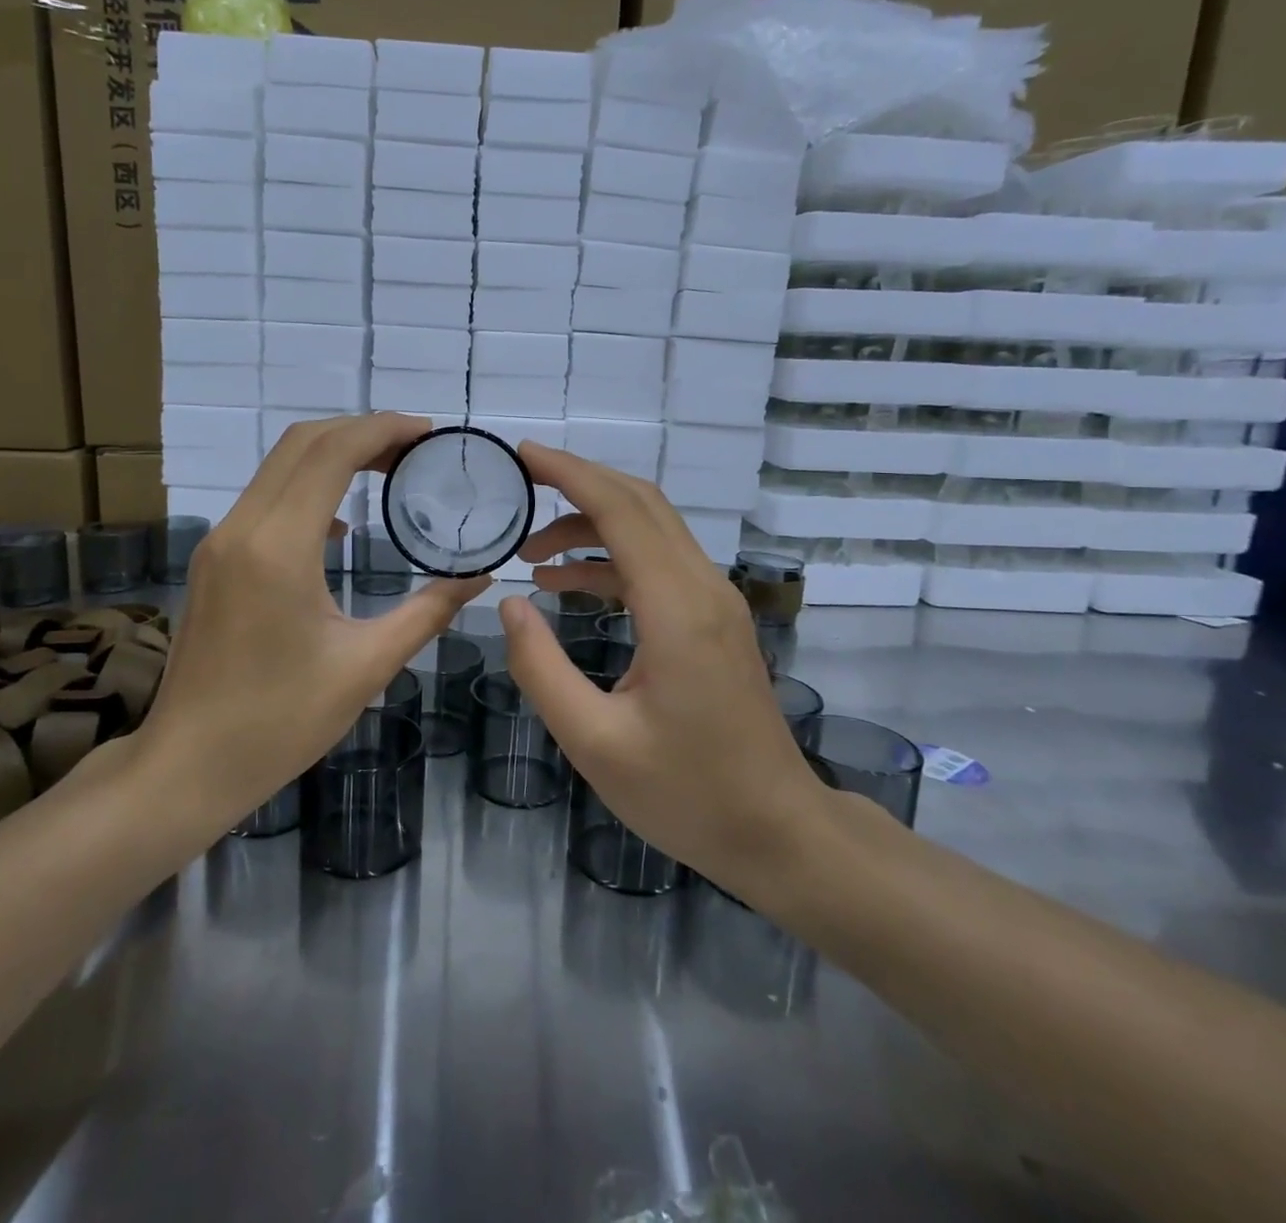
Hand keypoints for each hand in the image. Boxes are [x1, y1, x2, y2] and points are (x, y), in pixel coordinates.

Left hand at [144, 414, 488, 827]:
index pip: (331, 453)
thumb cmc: (280, 722)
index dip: (383, 430)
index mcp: (278, 548)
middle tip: (416, 447)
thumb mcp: (366, 666)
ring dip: (333, 454)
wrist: (188, 764)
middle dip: (362, 431)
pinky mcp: (214, 560)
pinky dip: (308, 486)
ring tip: (389, 469)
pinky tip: (343, 523)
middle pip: (301, 443)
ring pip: (279, 466)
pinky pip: (265, 498)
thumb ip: (427, 612)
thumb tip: (479, 578)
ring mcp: (220, 542)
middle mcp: (242, 528)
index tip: (429, 432)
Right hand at [499, 444, 828, 891]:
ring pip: (651, 528)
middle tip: (520, 482)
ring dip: (591, 523)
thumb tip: (509, 603)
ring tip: (531, 551)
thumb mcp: (593, 741)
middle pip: (641, 502)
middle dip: (578, 482)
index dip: (569, 474)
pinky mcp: (713, 619)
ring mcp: (714, 601)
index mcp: (675, 609)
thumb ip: (541, 668)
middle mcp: (701, 588)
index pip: (620, 510)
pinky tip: (568, 582)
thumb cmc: (685, 794)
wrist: (775, 830)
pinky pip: (658, 563)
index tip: (522, 455)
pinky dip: (611, 557)